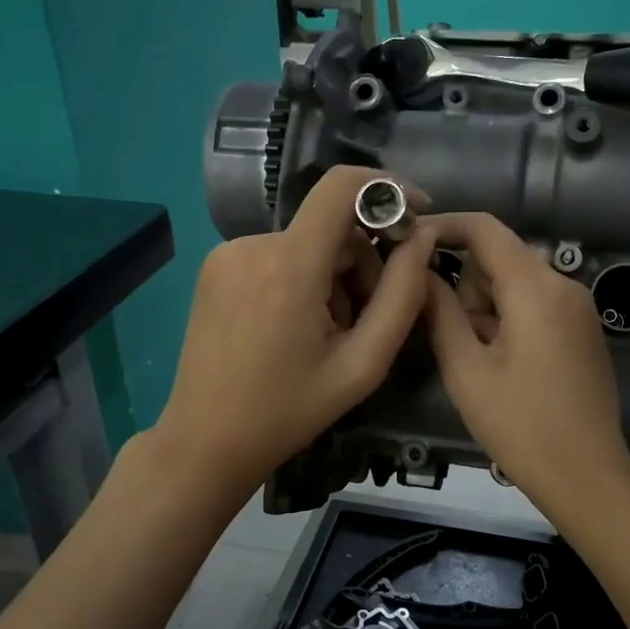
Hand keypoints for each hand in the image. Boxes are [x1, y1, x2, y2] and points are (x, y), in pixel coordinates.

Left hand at [154, 166, 436, 497]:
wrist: (207, 441)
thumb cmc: (289, 412)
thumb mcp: (363, 364)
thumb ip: (402, 296)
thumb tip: (422, 238)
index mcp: (290, 266)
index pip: (341, 187)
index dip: (387, 188)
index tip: (415, 214)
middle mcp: (253, 245)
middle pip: (331, 227)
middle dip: (362, 264)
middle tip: (364, 323)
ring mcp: (227, 254)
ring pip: (306, 245)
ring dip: (331, 278)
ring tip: (326, 335)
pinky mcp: (215, 267)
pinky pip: (277, 257)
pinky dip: (301, 281)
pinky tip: (295, 328)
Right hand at [420, 212, 629, 515]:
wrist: (587, 475)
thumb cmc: (520, 426)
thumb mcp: (466, 370)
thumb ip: (439, 312)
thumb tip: (418, 271)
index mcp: (536, 288)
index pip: (485, 229)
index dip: (443, 226)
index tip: (407, 243)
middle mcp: (564, 284)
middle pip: (500, 257)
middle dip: (469, 287)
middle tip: (459, 341)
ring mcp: (579, 307)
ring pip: (516, 282)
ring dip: (488, 308)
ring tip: (483, 362)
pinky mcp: (584, 329)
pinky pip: (536, 303)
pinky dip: (510, 319)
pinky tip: (506, 365)